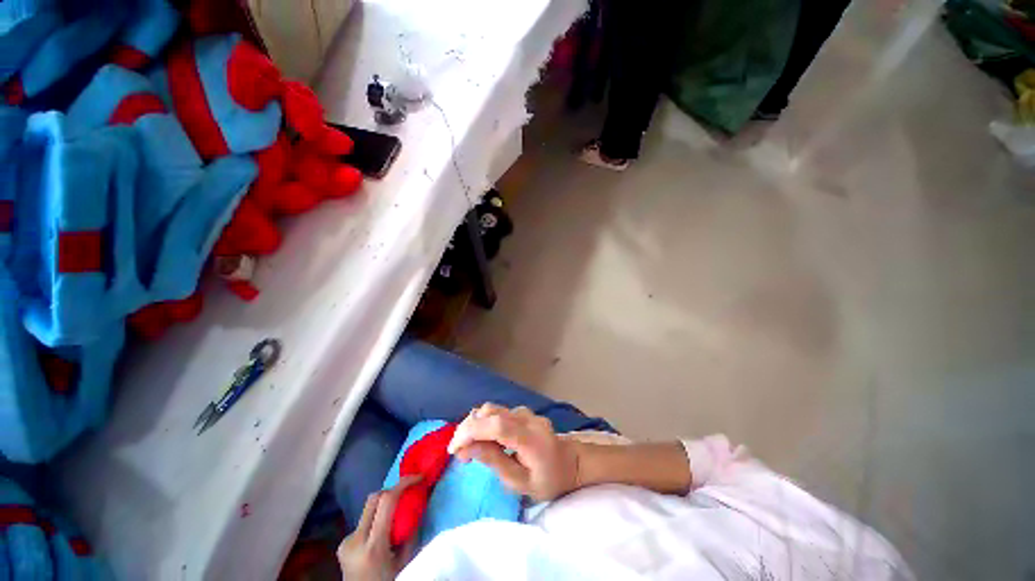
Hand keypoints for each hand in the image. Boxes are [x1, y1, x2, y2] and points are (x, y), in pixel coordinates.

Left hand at [337, 475, 421, 579]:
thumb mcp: (405, 562)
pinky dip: (375, 519)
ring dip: (383, 505)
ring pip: (368, 509)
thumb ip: (411, 533)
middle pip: (373, 499)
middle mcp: (355, 540)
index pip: (386, 501)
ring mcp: (345, 541)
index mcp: (373, 546)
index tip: (418, 477)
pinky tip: (381, 533)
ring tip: (396, 515)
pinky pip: (363, 522)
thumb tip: (419, 505)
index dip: (403, 483)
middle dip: (392, 489)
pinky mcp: (342, 544)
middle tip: (407, 491)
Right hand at [447, 404, 579, 501]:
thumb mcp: (520, 483)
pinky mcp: (523, 412)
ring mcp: (525, 412)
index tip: (454, 449)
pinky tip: (482, 438)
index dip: (472, 432)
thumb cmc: (548, 480)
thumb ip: (494, 462)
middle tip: (458, 452)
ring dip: (474, 424)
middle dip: (467, 428)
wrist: (570, 463)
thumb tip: (467, 448)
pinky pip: (498, 412)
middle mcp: (527, 418)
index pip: (497, 425)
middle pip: (491, 412)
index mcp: (530, 438)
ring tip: (468, 446)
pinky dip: (484, 422)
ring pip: (492, 409)